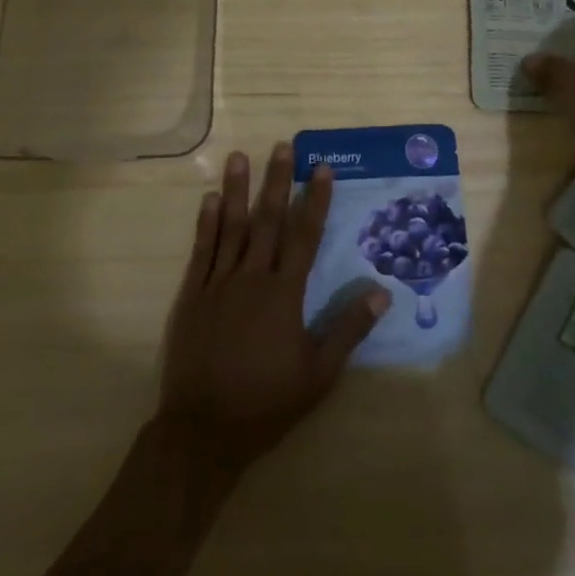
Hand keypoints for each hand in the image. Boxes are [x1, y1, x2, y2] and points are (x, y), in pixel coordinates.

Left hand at [159, 145, 389, 475]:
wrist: (203, 429)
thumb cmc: (266, 402)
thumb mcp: (318, 374)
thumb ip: (348, 329)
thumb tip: (382, 292)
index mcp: (284, 293)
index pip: (305, 236)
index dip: (316, 200)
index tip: (322, 168)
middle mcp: (252, 277)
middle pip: (268, 220)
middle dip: (278, 181)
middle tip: (282, 146)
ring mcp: (218, 283)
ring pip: (231, 226)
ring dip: (237, 190)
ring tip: (239, 157)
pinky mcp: (193, 295)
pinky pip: (202, 250)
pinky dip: (206, 223)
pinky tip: (209, 200)